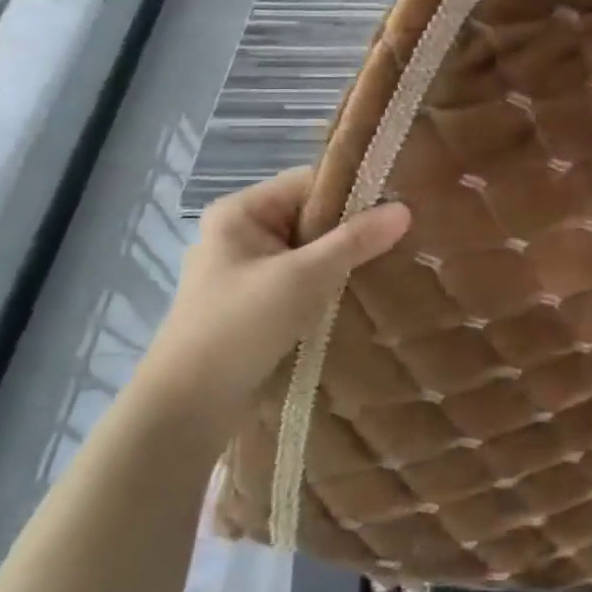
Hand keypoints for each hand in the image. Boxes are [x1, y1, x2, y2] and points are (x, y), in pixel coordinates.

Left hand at [135, 167, 409, 444]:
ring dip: (344, 258)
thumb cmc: (239, 328)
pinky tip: (360, 291)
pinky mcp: (255, 301)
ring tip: (390, 262)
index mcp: (241, 211)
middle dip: (353, 228)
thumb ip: (355, 240)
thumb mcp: (303, 278)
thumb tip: (405, 209)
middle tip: (402, 236)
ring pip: (310, 248)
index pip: (310, 182)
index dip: (355, 191)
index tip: (399, 205)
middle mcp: (241, 231)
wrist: (186, 408)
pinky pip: (302, 276)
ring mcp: (247, 268)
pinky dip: (329, 282)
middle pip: (311, 214)